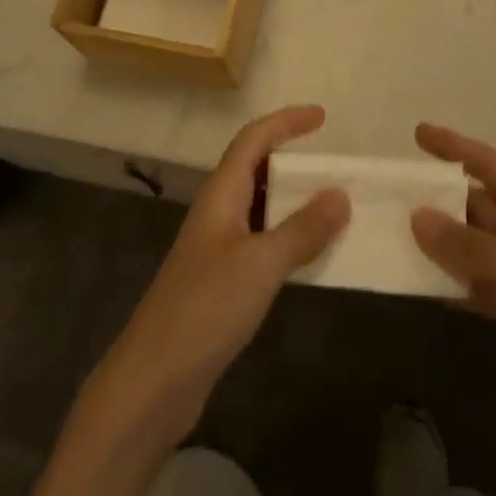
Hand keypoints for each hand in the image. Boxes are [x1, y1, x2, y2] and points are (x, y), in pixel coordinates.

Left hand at [86, 105, 349, 446]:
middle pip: (254, 167)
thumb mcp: (261, 265)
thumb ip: (302, 230)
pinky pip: (260, 241)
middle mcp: (217, 211)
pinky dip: (286, 237)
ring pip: (259, 206)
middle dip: (290, 158)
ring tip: (330, 205)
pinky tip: (308, 256)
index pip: (253, 139)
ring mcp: (217, 247)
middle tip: (331, 162)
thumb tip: (340, 194)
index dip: (286, 122)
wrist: (155, 378)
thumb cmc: (206, 307)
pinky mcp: (221, 281)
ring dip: (292, 200)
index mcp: (221, 193)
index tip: (321, 117)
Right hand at [409, 125, 495, 495]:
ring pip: (473, 248)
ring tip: (393, 238)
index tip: (417, 132)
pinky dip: (454, 286)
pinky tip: (423, 287)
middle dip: (436, 199)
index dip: (453, 145)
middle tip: (388, 196)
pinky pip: (481, 289)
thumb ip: (470, 248)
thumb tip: (416, 217)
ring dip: (440, 244)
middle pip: (474, 205)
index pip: (487, 163)